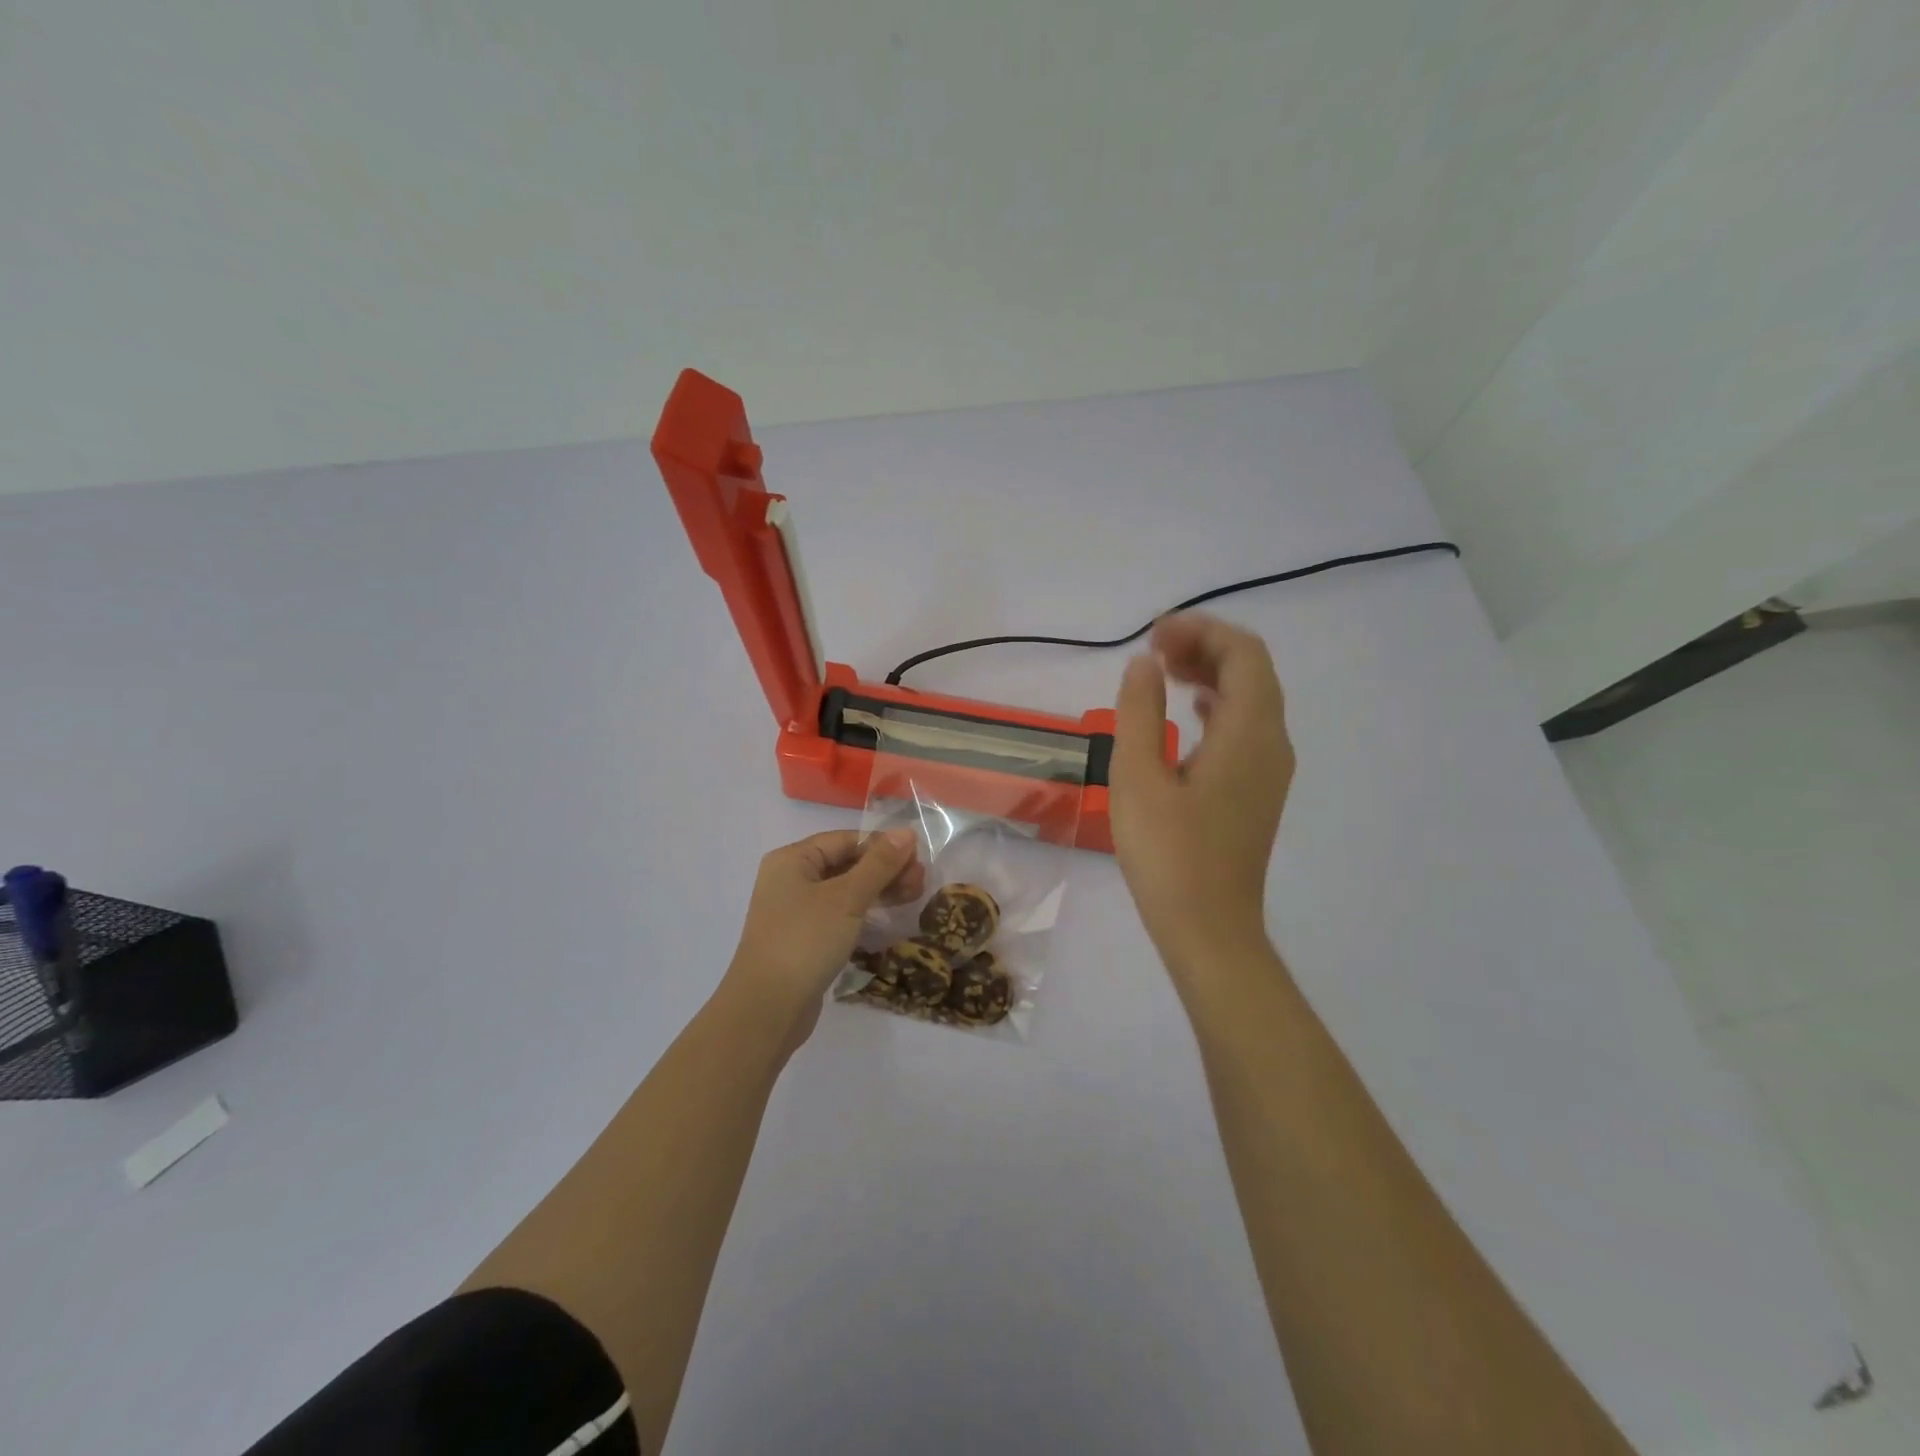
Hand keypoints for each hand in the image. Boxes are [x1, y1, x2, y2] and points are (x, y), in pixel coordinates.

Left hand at [723, 828, 923, 1045]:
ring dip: (878, 891)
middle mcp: (790, 880)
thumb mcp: (847, 898)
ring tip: (913, 897)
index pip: (845, 840)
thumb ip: (879, 864)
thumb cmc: (806, 941)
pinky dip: (863, 913)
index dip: (882, 846)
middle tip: (921, 882)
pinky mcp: (803, 939)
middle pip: (845, 864)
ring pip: (844, 891)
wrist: (767, 1009)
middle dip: (884, 870)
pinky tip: (887, 919)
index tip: (918, 858)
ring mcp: (794, 912)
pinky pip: (838, 915)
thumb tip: (906, 832)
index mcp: (792, 860)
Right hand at [1110, 614, 1293, 971]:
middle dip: (1205, 647)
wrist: (1208, 929)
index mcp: (1250, 732)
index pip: (1243, 654)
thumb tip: (1144, 665)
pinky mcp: (1257, 792)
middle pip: (1252, 671)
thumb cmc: (1169, 853)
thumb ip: (1139, 711)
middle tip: (1153, 651)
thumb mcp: (1138, 776)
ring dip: (1211, 675)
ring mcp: (1269, 770)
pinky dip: (1217, 706)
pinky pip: (1246, 728)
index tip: (1152, 637)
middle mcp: (1272, 743)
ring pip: (1251, 700)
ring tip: (1163, 674)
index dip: (1201, 631)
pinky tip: (1187, 716)